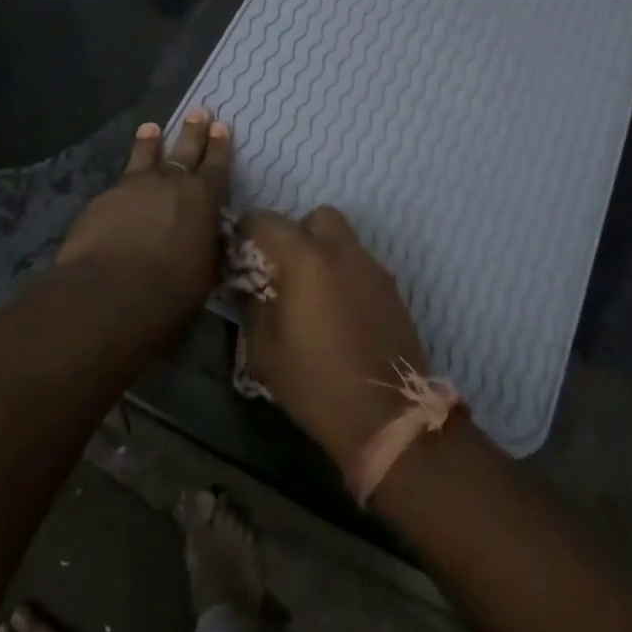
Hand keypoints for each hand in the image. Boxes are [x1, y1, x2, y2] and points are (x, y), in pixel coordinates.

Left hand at [57, 110, 230, 310]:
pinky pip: (119, 183)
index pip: (217, 165)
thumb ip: (205, 246)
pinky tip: (120, 186)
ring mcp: (133, 187)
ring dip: (150, 142)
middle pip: (184, 150)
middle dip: (193, 131)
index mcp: (203, 199)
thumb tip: (205, 238)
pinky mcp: (102, 200)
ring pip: (145, 157)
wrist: (110, 292)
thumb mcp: (205, 270)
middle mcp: (170, 183)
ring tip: (151, 127)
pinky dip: (124, 180)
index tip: (221, 127)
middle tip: (198, 111)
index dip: (220, 146)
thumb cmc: (172, 290)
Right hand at [239, 207, 429, 468]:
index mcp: (305, 259)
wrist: (386, 414)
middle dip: (295, 233)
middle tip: (283, 268)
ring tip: (310, 294)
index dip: (247, 231)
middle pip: (316, 218)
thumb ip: (254, 305)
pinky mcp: (392, 289)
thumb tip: (250, 284)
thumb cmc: (315, 383)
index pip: (267, 221)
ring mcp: (372, 268)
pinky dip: (344, 274)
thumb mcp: (265, 350)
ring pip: (343, 240)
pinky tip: (337, 312)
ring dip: (322, 254)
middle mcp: (342, 251)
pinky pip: (361, 265)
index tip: (239, 252)